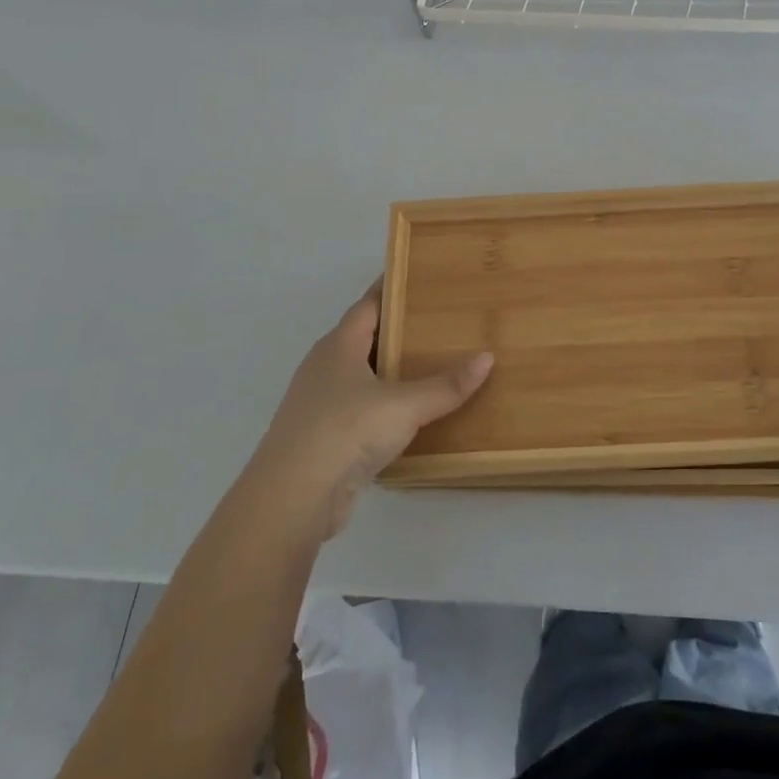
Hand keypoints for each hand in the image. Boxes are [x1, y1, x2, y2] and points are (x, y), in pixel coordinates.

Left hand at [253, 281, 492, 539]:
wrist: (291, 500)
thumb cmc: (345, 432)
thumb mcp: (404, 406)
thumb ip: (446, 385)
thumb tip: (487, 358)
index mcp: (338, 346)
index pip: (368, 304)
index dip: (392, 289)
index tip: (421, 278)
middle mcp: (324, 368)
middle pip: (364, 338)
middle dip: (398, 330)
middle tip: (440, 321)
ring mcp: (318, 404)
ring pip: (361, 376)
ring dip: (390, 371)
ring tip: (432, 364)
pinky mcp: (322, 438)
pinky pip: (359, 409)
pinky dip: (383, 405)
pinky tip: (409, 414)